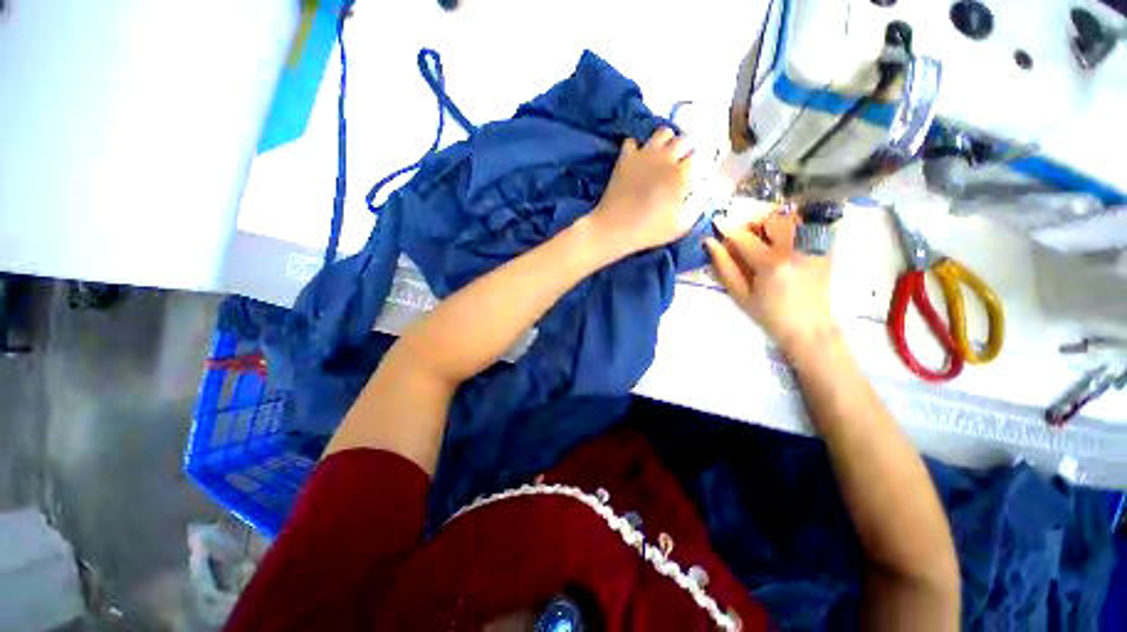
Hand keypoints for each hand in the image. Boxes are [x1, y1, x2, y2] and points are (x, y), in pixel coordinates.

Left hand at [589, 127, 695, 258]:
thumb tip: (704, 188)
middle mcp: (666, 157)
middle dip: (688, 149)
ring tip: (664, 156)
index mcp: (682, 174)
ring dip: (668, 141)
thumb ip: (698, 204)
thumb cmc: (649, 230)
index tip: (695, 174)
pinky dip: (638, 147)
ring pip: (663, 132)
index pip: (700, 156)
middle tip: (682, 164)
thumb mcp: (682, 225)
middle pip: (685, 139)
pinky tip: (639, 158)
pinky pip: (634, 141)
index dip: (699, 164)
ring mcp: (645, 154)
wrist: (614, 227)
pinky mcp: (626, 157)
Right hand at [705, 210, 838, 355]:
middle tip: (744, 237)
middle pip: (770, 219)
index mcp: (771, 264)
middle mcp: (795, 249)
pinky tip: (783, 244)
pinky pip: (805, 227)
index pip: (744, 237)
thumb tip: (711, 243)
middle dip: (753, 223)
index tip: (716, 219)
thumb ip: (725, 266)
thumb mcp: (740, 294)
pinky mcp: (825, 248)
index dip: (727, 227)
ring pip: (789, 219)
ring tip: (764, 239)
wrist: (809, 327)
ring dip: (771, 224)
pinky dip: (790, 229)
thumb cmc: (769, 315)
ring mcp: (814, 246)